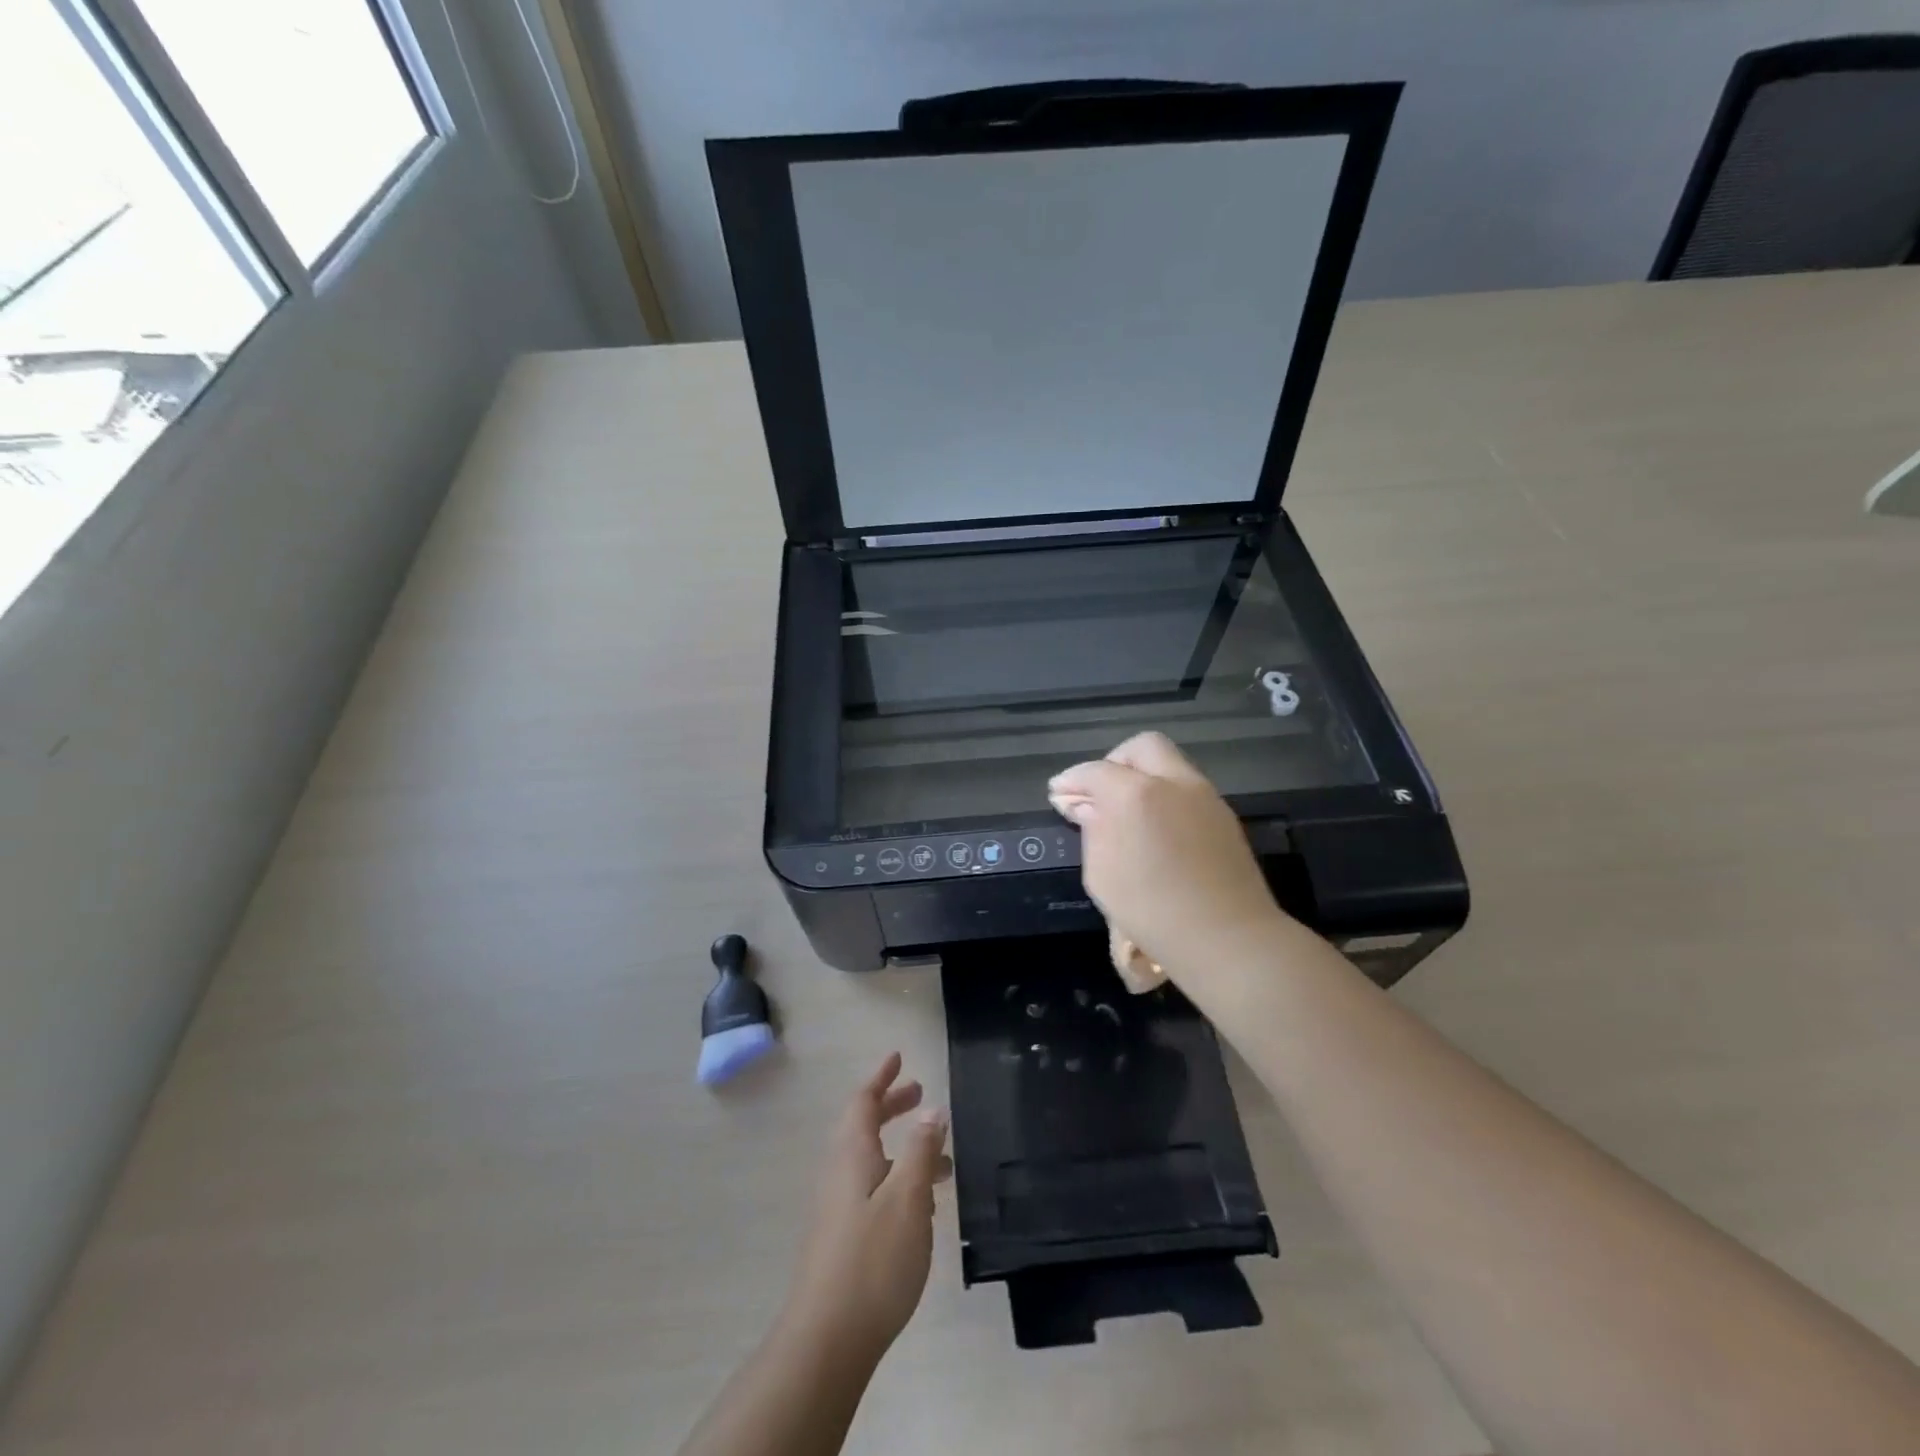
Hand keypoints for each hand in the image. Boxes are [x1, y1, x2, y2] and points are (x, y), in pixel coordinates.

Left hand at [782, 1054, 950, 1360]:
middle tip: (921, 1094)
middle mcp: (839, 1171)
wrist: (826, 1339)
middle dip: (892, 1106)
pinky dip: (897, 1179)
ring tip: (941, 1160)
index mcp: (852, 1153)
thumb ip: (921, 1150)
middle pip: (864, 1125)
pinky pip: (872, 1188)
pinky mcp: (841, 1236)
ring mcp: (837, 1206)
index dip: (882, 1077)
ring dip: (902, 1148)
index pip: (863, 1100)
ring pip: (871, 1160)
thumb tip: (932, 1109)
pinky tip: (922, 1207)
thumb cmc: (872, 1260)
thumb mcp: (908, 1198)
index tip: (899, 1057)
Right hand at [1048, 731, 1289, 984]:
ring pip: (1170, 765)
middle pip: (1142, 747)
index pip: (1095, 771)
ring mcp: (1205, 796)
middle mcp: (1174, 783)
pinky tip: (1157, 829)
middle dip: (1115, 762)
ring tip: (1127, 813)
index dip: (1072, 781)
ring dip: (1144, 778)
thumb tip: (1087, 806)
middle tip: (1100, 793)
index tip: (1058, 794)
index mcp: (1136, 793)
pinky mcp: (1225, 816)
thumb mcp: (1102, 874)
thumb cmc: (1152, 911)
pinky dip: (1166, 797)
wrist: (1227, 938)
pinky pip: (1188, 790)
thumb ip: (1092, 830)